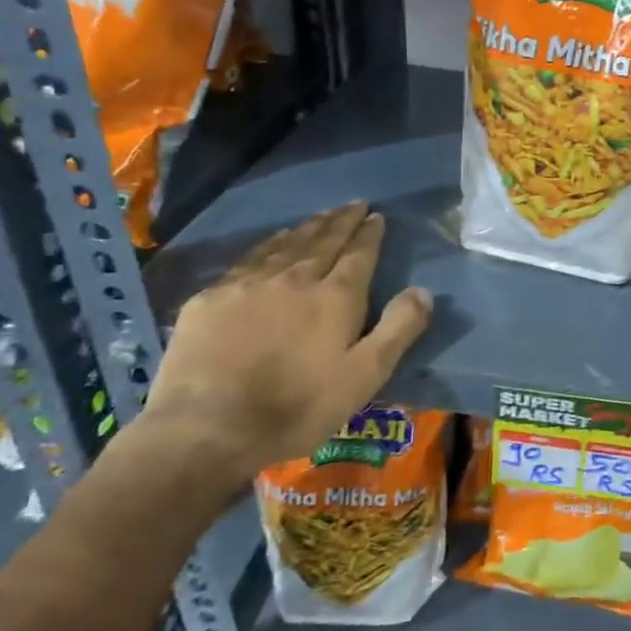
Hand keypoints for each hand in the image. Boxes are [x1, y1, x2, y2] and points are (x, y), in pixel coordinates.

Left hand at [139, 203, 432, 483]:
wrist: (207, 426)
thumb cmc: (297, 406)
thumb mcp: (365, 376)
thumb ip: (398, 329)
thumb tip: (423, 290)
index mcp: (335, 297)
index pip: (358, 254)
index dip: (369, 234)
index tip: (376, 216)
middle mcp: (295, 278)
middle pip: (323, 241)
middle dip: (341, 221)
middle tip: (353, 204)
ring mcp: (248, 284)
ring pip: (285, 245)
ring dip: (307, 228)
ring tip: (320, 217)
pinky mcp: (211, 298)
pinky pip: (249, 259)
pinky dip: (268, 245)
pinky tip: (271, 244)